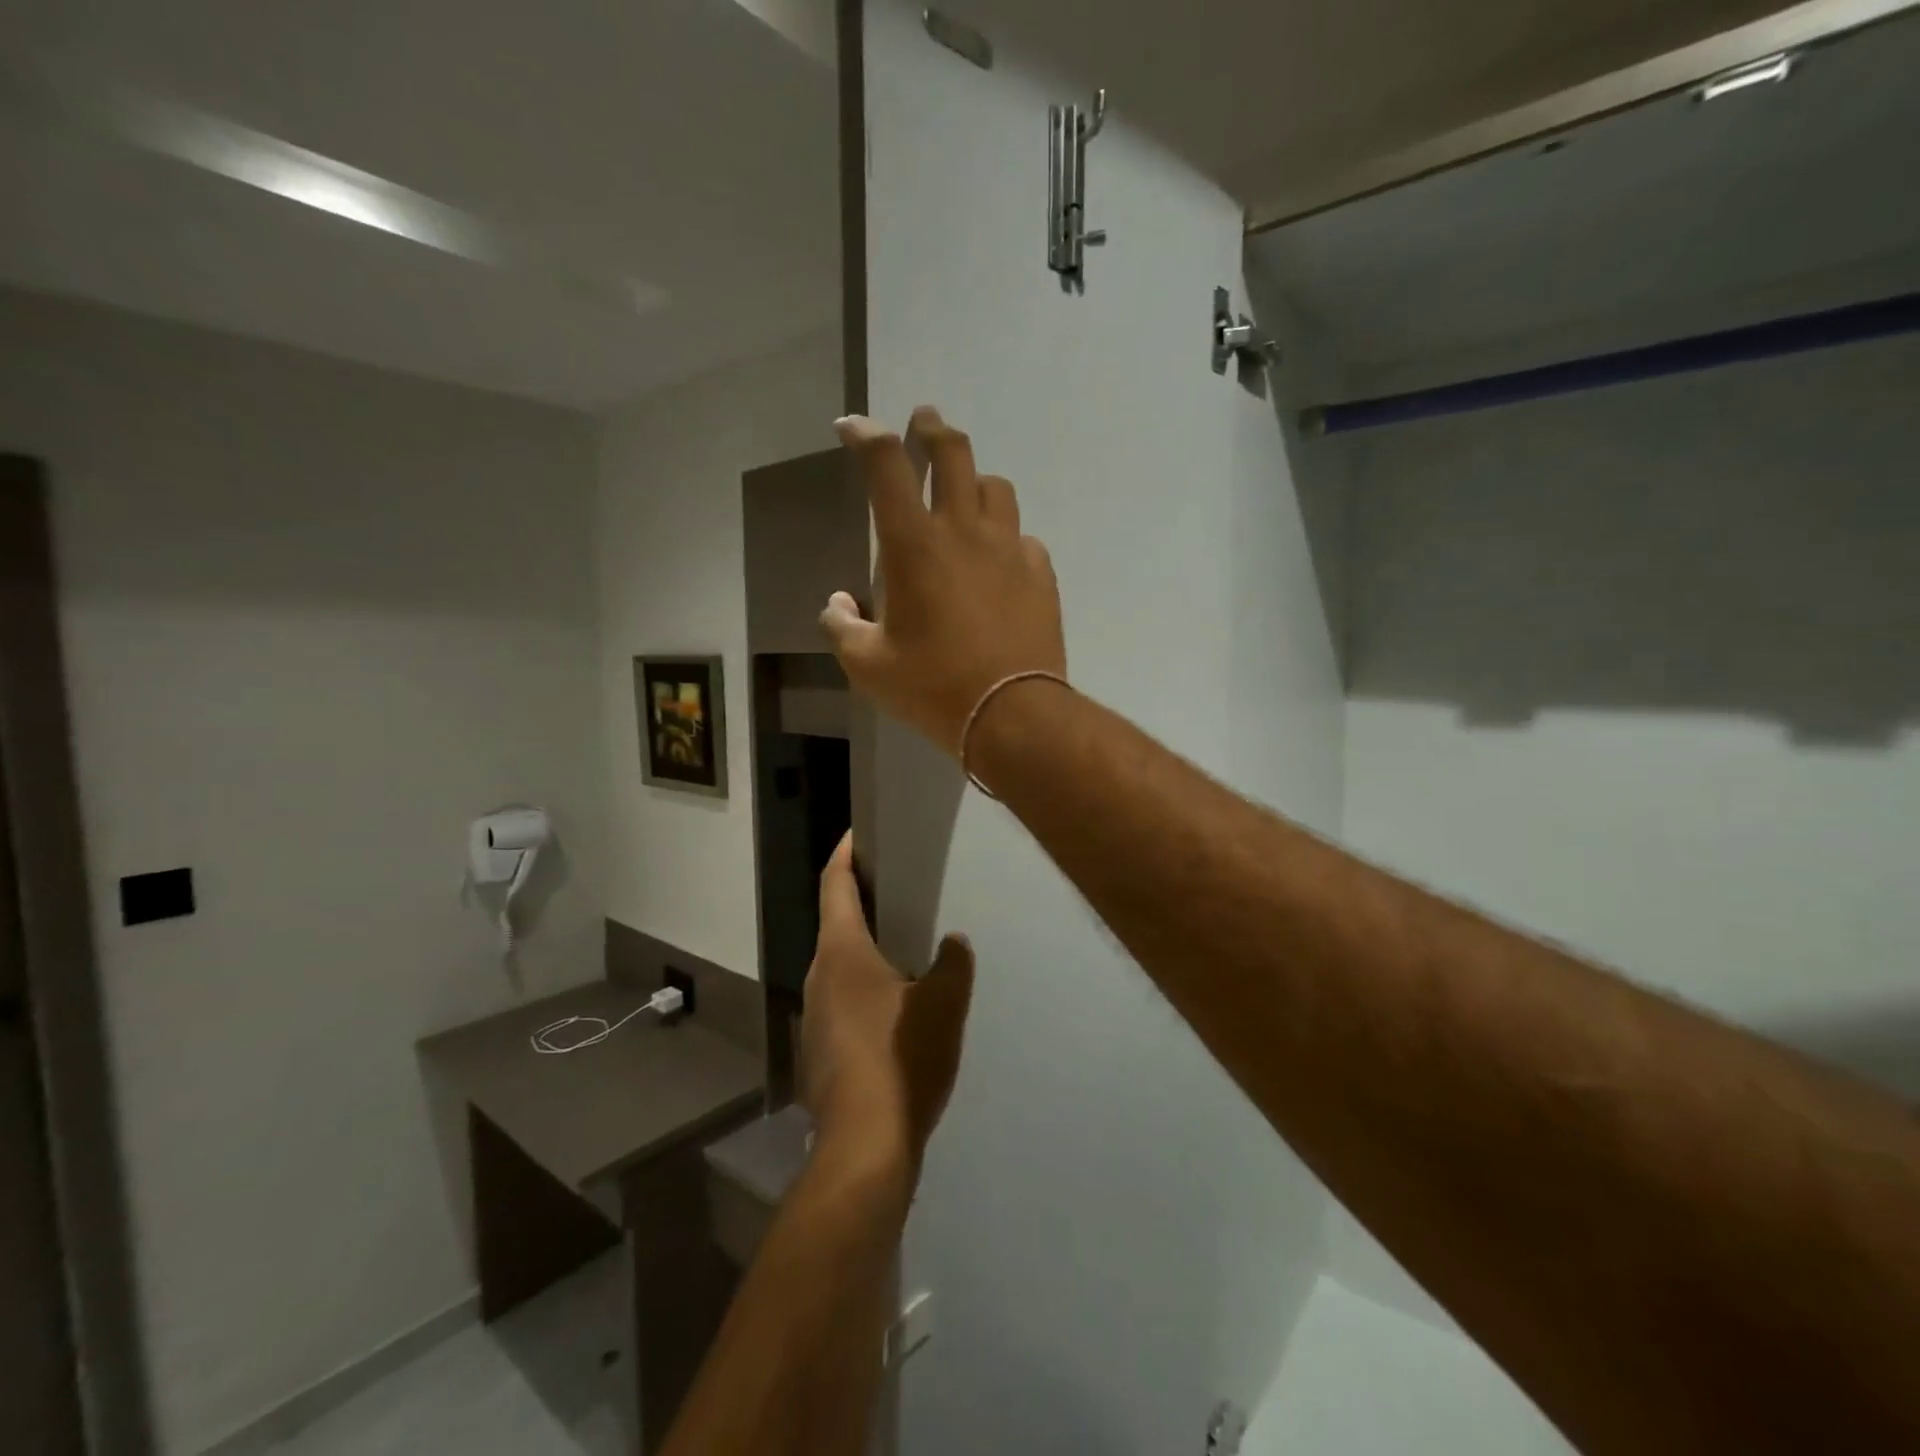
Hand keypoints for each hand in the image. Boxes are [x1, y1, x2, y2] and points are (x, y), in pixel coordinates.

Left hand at [800, 833, 974, 1175]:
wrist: (864, 1146)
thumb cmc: (900, 1059)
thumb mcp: (942, 1004)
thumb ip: (953, 964)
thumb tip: (953, 943)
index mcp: (842, 952)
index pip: (835, 885)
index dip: (843, 855)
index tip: (854, 834)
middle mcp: (819, 976)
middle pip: (835, 924)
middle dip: (860, 902)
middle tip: (897, 890)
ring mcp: (814, 1016)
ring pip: (838, 966)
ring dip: (864, 950)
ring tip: (903, 947)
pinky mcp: (820, 1050)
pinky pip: (841, 1001)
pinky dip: (863, 989)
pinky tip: (894, 1009)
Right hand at [821, 408, 1066, 756]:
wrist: (1009, 714)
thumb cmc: (931, 687)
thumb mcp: (867, 666)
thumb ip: (842, 626)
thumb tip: (839, 603)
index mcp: (913, 545)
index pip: (886, 466)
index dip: (866, 436)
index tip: (853, 426)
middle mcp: (964, 531)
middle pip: (953, 454)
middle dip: (933, 429)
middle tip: (924, 421)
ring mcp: (1009, 550)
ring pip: (996, 489)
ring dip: (976, 481)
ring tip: (966, 494)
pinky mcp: (1041, 574)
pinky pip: (1023, 538)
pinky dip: (1006, 538)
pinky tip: (1000, 559)